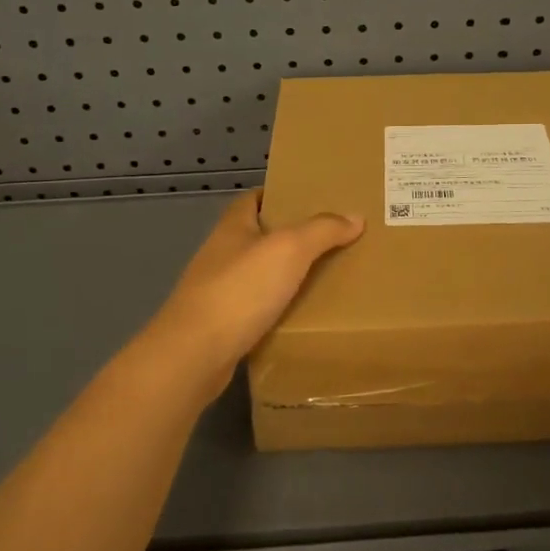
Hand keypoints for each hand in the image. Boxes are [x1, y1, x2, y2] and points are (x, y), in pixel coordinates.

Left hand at [144, 191, 363, 401]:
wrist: (194, 355)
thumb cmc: (240, 290)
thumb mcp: (289, 249)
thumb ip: (322, 230)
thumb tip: (355, 217)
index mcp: (232, 228)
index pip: (253, 199)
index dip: (278, 195)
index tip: (310, 201)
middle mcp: (220, 254)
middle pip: (257, 237)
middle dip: (289, 237)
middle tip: (330, 241)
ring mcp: (216, 291)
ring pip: (257, 275)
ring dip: (283, 275)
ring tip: (323, 278)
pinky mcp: (219, 326)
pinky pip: (255, 309)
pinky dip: (276, 309)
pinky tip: (299, 316)